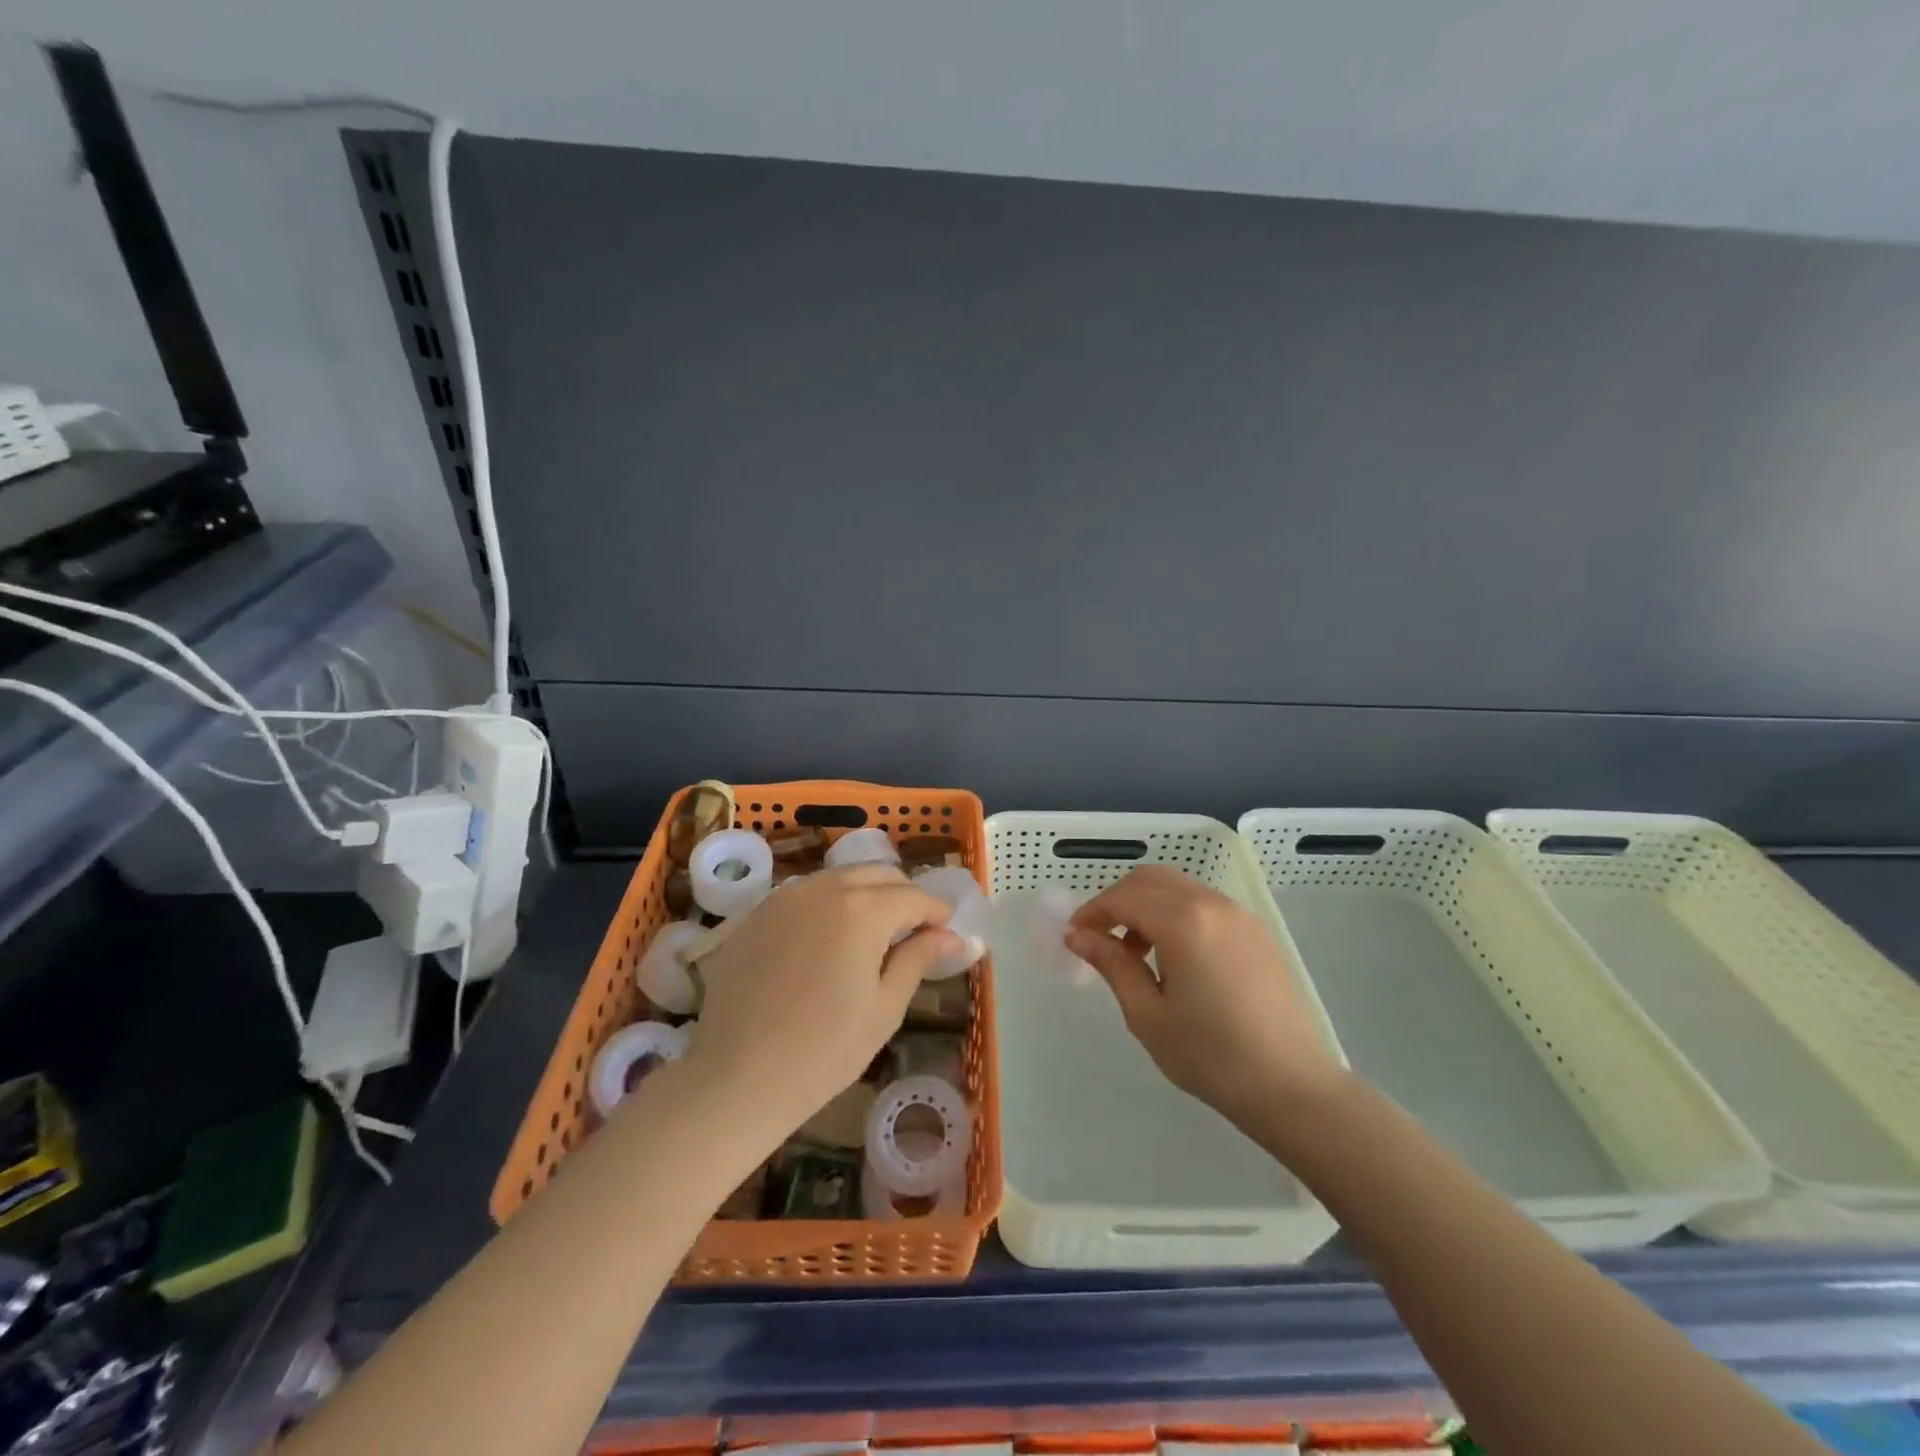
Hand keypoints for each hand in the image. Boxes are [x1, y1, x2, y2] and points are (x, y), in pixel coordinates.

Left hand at [684, 865, 962, 1146]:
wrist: (736, 1077)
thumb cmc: (824, 1051)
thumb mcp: (884, 1008)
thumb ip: (918, 958)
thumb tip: (952, 935)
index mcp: (863, 910)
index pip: (914, 896)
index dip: (936, 913)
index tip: (946, 933)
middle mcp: (824, 888)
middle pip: (878, 874)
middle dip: (903, 896)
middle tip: (912, 933)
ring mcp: (785, 896)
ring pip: (840, 878)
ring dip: (865, 894)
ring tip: (871, 934)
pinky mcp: (756, 913)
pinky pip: (805, 892)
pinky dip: (828, 902)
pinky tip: (826, 938)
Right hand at [1067, 865, 1344, 1128]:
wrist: (1292, 1086)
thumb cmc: (1211, 1056)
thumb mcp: (1148, 1015)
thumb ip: (1112, 965)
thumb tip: (1078, 936)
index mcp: (1183, 922)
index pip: (1123, 898)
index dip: (1092, 912)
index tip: (1074, 936)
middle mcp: (1211, 904)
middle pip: (1150, 879)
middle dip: (1117, 900)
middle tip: (1099, 937)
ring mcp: (1238, 914)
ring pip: (1177, 887)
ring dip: (1146, 904)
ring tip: (1134, 952)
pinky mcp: (1255, 930)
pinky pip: (1203, 902)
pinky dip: (1175, 912)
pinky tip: (1172, 955)